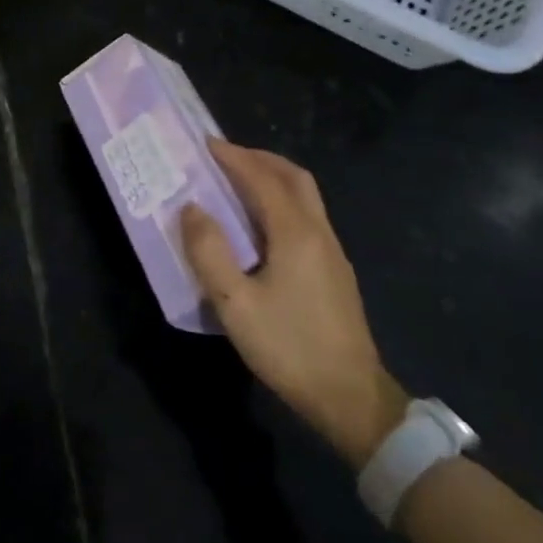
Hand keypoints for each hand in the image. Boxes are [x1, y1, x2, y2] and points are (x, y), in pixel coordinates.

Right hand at [180, 141, 408, 467]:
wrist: (352, 398)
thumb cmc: (289, 347)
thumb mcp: (235, 304)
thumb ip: (210, 252)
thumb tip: (191, 208)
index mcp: (295, 234)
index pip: (262, 179)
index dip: (234, 157)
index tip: (205, 144)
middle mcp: (319, 232)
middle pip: (293, 177)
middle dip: (259, 159)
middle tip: (224, 157)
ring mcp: (332, 252)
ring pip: (305, 196)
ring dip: (272, 178)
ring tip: (237, 183)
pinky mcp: (335, 271)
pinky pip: (307, 217)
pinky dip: (281, 201)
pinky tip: (260, 225)